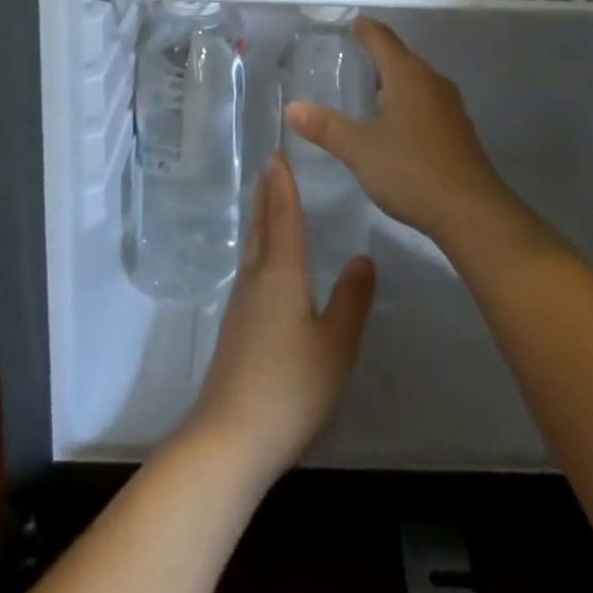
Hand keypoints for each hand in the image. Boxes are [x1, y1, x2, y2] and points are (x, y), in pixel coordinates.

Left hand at [184, 155, 374, 486]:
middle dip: (267, 194)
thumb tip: (363, 256)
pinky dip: (258, 246)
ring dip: (260, 218)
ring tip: (267, 201)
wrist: (229, 438)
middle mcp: (256, 278)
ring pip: (252, 246)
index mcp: (281, 274)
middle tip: (269, 166)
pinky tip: (263, 261)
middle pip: (261, 225)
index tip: (277, 154)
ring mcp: (241, 303)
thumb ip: (352, 300)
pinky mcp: (235, 327)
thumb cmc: (290, 388)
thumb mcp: (335, 345)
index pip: (283, 217)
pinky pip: (249, 267)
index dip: (283, 185)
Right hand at [284, 17, 511, 245]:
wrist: (472, 212)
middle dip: (376, 54)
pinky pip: (426, 102)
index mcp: (407, 75)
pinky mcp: (458, 129)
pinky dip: (406, 101)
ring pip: (415, 80)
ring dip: (393, 80)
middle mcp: (432, 81)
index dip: (364, 29)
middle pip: (401, 57)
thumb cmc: (411, 170)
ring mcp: (449, 105)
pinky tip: (394, 122)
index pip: (382, 38)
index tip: (350, 24)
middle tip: (349, 58)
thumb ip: (326, 127)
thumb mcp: (360, 149)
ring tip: (367, 88)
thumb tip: (292, 108)